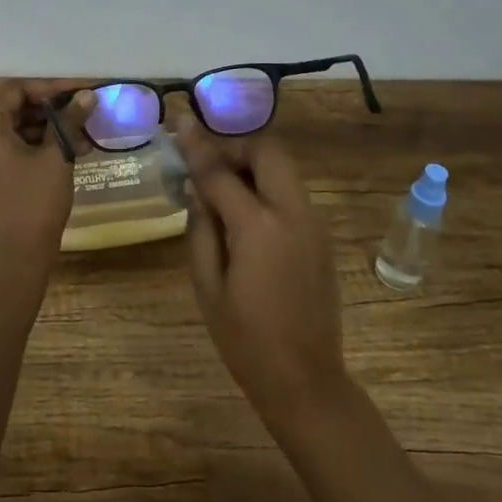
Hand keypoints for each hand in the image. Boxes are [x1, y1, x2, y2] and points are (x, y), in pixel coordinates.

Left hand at [0, 81, 96, 287]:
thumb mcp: (56, 156)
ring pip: (8, 133)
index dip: (51, 89)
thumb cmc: (34, 202)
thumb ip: (69, 120)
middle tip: (83, 115)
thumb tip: (87, 95)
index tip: (80, 92)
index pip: (16, 91)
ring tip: (81, 140)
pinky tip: (63, 155)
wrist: (12, 260)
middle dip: (50, 113)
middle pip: (10, 110)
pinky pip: (1, 152)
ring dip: (43, 133)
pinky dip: (29, 150)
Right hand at [175, 113, 350, 430]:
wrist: (305, 380)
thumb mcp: (207, 286)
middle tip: (207, 162)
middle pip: (268, 151)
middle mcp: (293, 213)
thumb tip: (197, 187)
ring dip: (253, 164)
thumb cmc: (245, 339)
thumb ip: (201, 228)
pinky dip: (266, 186)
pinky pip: (291, 192)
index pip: (221, 172)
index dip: (197, 145)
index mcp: (259, 227)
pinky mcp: (320, 236)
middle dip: (236, 145)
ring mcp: (313, 223)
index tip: (180, 121)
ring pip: (283, 169)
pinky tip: (244, 212)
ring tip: (221, 186)